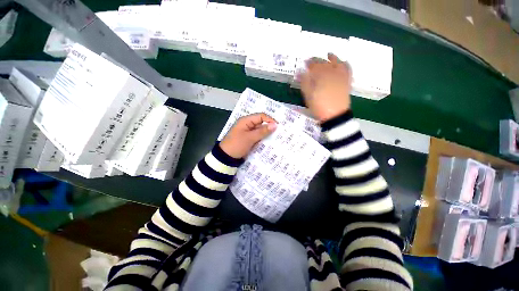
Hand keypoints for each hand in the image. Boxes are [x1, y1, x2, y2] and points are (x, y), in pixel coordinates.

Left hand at [220, 113, 277, 157]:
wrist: (226, 157)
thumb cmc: (237, 145)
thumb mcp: (250, 138)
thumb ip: (263, 131)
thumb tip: (275, 125)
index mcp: (246, 121)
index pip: (260, 116)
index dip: (270, 120)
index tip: (278, 126)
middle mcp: (247, 125)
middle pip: (261, 123)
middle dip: (269, 127)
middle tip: (279, 132)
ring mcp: (248, 132)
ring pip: (260, 130)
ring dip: (267, 134)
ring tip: (277, 137)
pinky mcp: (249, 139)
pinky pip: (258, 136)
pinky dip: (263, 138)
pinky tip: (270, 142)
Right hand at [298, 53, 351, 121]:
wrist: (335, 115)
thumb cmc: (319, 106)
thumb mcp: (308, 95)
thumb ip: (304, 82)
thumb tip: (299, 71)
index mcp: (321, 75)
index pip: (314, 64)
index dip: (309, 63)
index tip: (305, 63)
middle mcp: (332, 72)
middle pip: (325, 62)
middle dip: (318, 60)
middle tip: (312, 62)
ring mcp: (341, 75)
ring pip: (337, 62)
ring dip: (332, 58)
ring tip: (329, 55)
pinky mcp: (347, 80)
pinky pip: (347, 68)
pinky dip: (344, 63)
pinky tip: (342, 62)